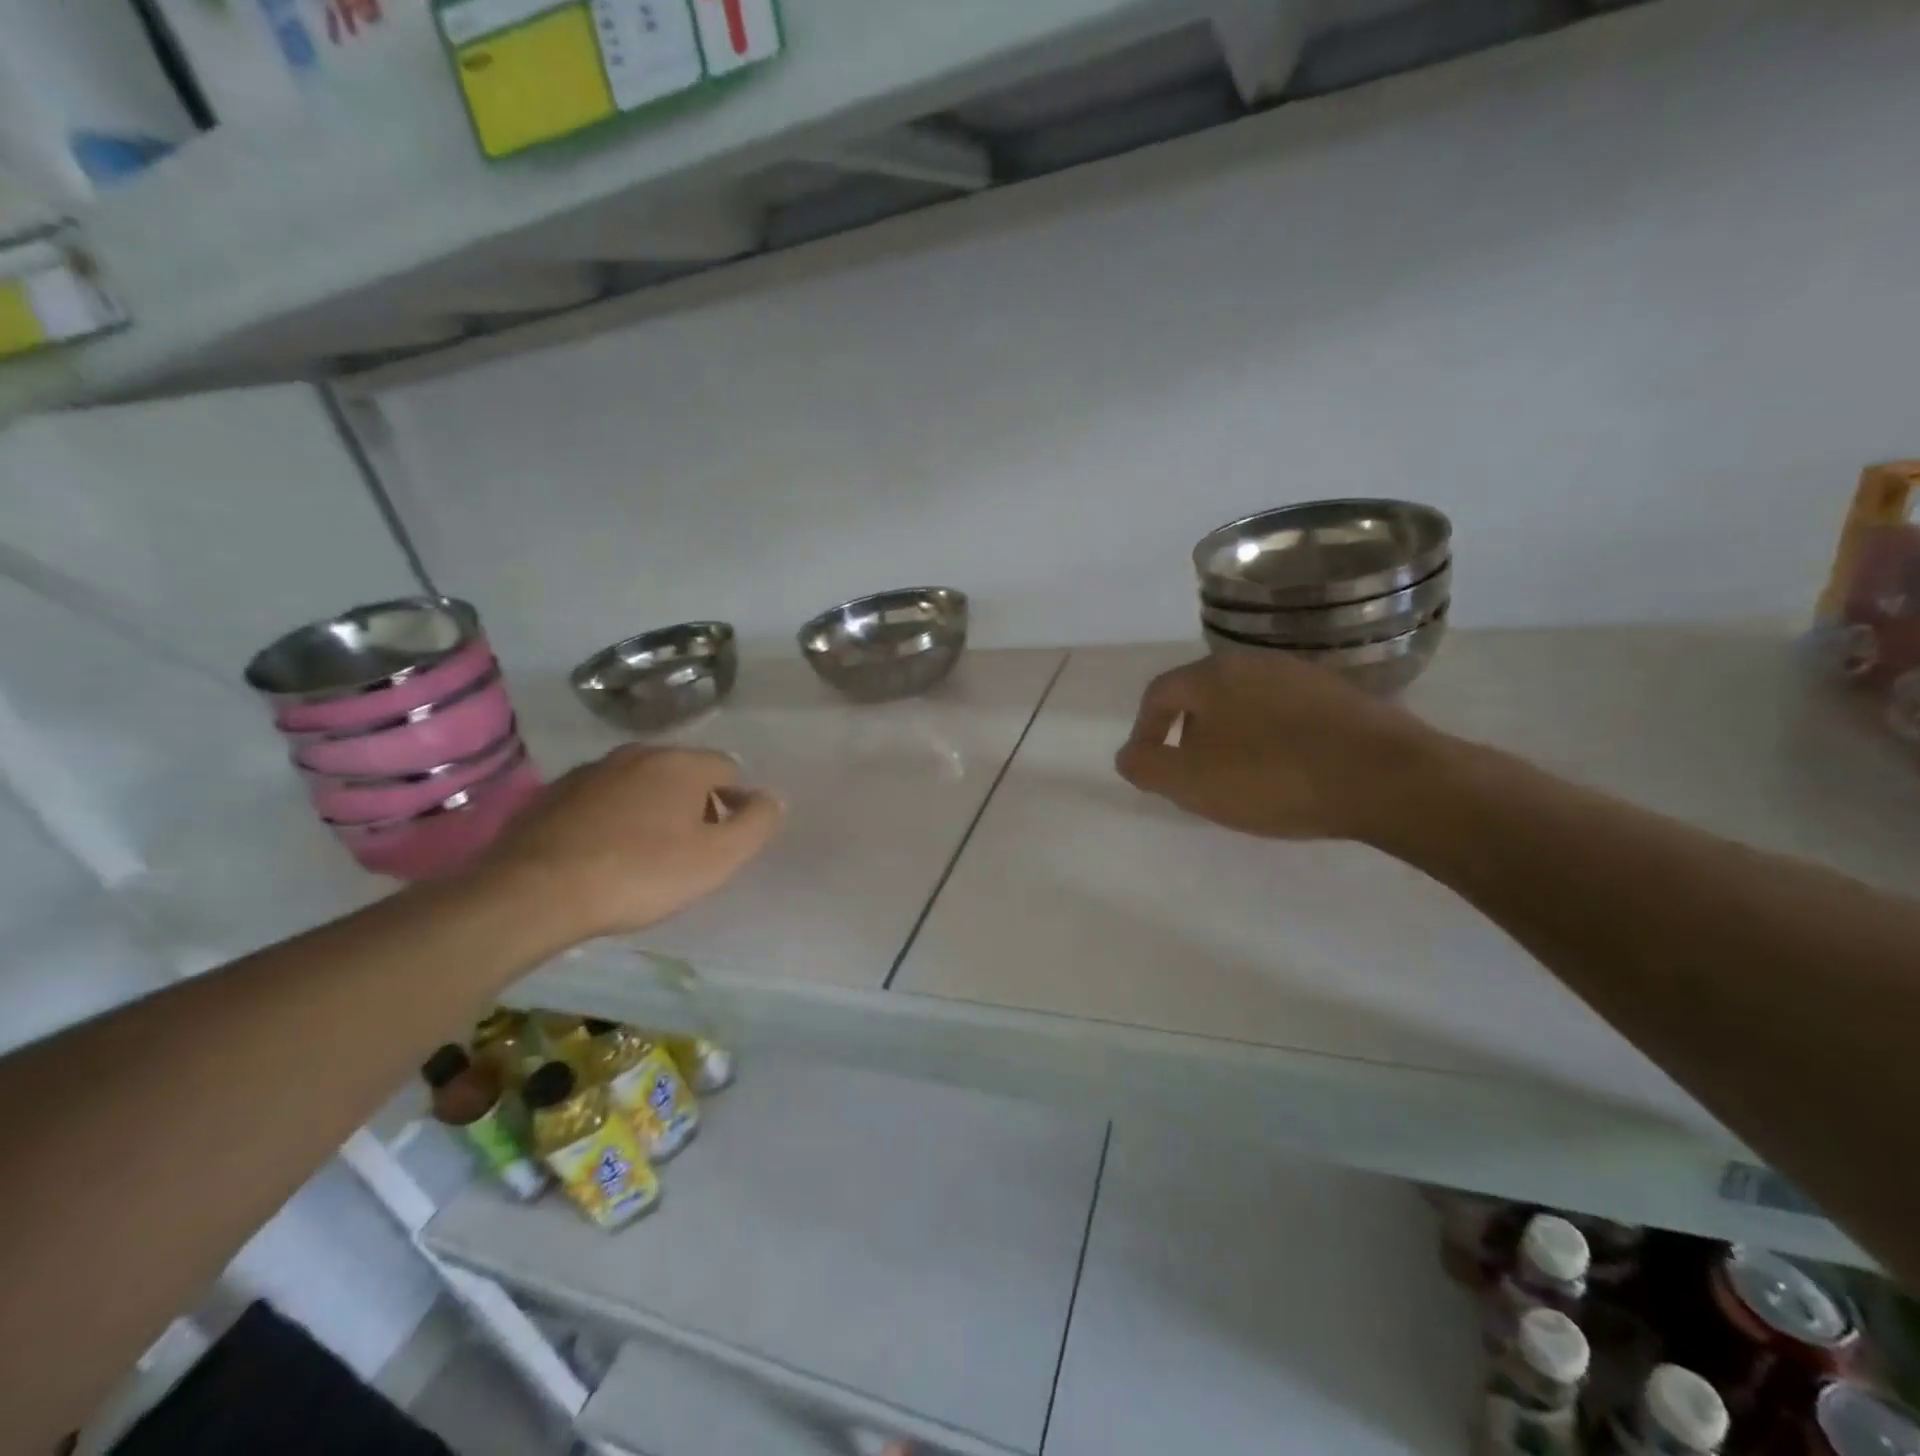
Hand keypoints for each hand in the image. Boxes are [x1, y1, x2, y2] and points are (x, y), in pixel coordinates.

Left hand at [477, 746, 782, 938]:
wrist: (534, 893)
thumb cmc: (641, 874)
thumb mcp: (718, 858)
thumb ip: (756, 824)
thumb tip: (771, 798)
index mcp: (681, 764)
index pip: (728, 768)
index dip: (736, 802)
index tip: (725, 840)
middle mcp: (637, 753)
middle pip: (684, 773)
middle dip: (695, 804)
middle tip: (689, 850)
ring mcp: (591, 771)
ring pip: (640, 784)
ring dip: (652, 809)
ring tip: (645, 854)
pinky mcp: (553, 794)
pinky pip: (601, 799)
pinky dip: (612, 818)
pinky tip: (603, 853)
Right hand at [1114, 652, 1444, 840]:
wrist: (1386, 777)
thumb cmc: (1273, 777)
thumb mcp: (1191, 782)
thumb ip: (1147, 767)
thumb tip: (1127, 756)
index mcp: (1212, 675)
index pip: (1158, 695)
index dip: (1144, 732)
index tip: (1149, 768)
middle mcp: (1253, 663)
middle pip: (1202, 697)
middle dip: (1186, 736)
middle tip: (1191, 777)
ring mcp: (1300, 676)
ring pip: (1244, 705)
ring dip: (1228, 738)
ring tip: (1238, 780)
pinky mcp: (1339, 697)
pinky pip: (1283, 715)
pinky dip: (1268, 740)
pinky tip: (1284, 773)